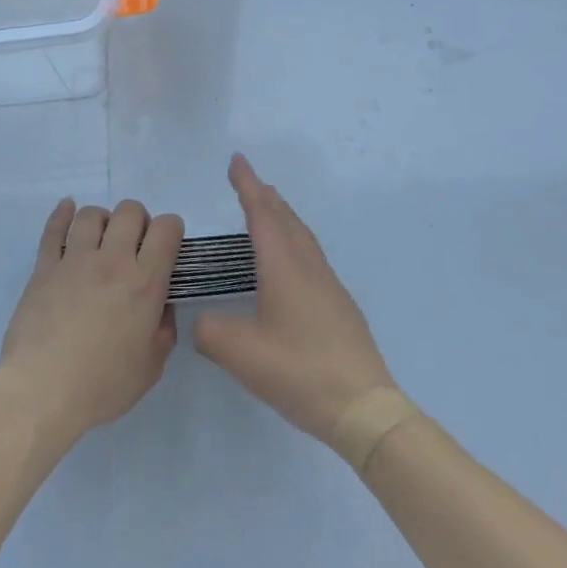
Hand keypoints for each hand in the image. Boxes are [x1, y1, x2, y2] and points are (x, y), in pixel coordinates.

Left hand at [0, 198, 181, 441]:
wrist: (42, 390)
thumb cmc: (103, 385)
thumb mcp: (151, 367)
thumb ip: (163, 330)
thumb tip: (161, 306)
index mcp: (145, 283)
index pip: (166, 229)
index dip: (171, 230)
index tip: (167, 246)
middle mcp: (112, 261)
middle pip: (130, 211)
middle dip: (138, 221)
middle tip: (134, 245)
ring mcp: (74, 260)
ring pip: (91, 214)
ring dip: (103, 220)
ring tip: (101, 239)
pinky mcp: (44, 267)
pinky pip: (53, 229)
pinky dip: (62, 214)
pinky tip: (67, 209)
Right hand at [193, 155, 396, 453]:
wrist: (363, 407)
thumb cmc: (299, 371)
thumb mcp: (240, 354)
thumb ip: (210, 332)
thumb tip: (203, 322)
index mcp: (284, 267)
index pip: (262, 215)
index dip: (247, 186)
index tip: (236, 160)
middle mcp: (308, 267)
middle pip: (286, 219)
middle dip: (266, 197)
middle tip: (248, 182)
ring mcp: (328, 286)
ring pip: (302, 237)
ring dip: (283, 217)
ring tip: (269, 210)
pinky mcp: (338, 307)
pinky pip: (311, 257)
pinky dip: (294, 242)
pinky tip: (289, 263)